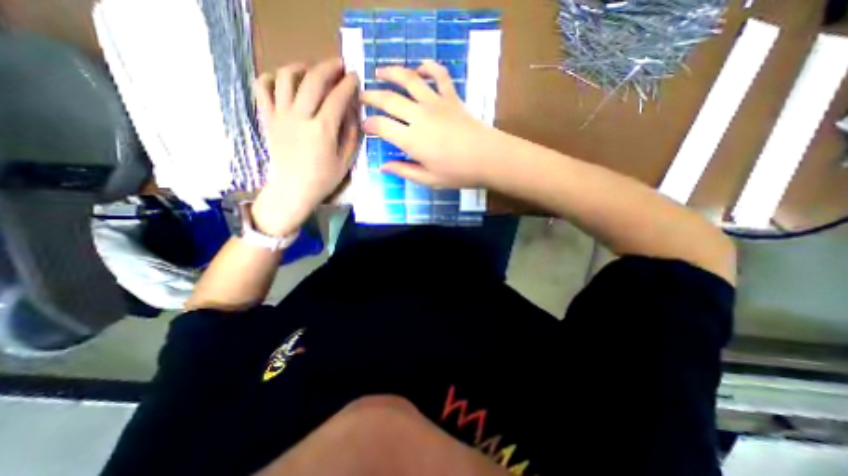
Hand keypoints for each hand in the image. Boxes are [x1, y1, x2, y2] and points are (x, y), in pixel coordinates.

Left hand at [249, 58, 358, 234]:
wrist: (293, 190)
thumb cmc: (323, 179)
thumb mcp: (346, 161)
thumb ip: (351, 134)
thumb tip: (353, 111)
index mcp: (323, 130)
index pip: (338, 98)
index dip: (348, 84)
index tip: (355, 76)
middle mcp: (300, 117)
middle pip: (314, 80)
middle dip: (329, 68)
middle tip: (339, 65)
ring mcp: (280, 115)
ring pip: (287, 77)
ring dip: (302, 67)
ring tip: (312, 69)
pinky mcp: (268, 118)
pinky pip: (263, 88)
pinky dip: (272, 77)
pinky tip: (284, 80)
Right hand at [362, 61, 498, 189]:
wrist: (488, 158)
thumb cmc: (458, 173)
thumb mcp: (429, 179)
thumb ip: (404, 171)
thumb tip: (383, 167)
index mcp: (411, 139)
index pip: (381, 126)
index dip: (369, 125)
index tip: (364, 127)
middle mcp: (419, 116)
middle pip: (389, 99)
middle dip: (371, 96)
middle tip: (361, 96)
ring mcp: (435, 103)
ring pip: (409, 79)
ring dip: (392, 72)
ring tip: (380, 71)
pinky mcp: (451, 97)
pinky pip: (439, 75)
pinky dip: (429, 67)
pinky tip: (421, 66)